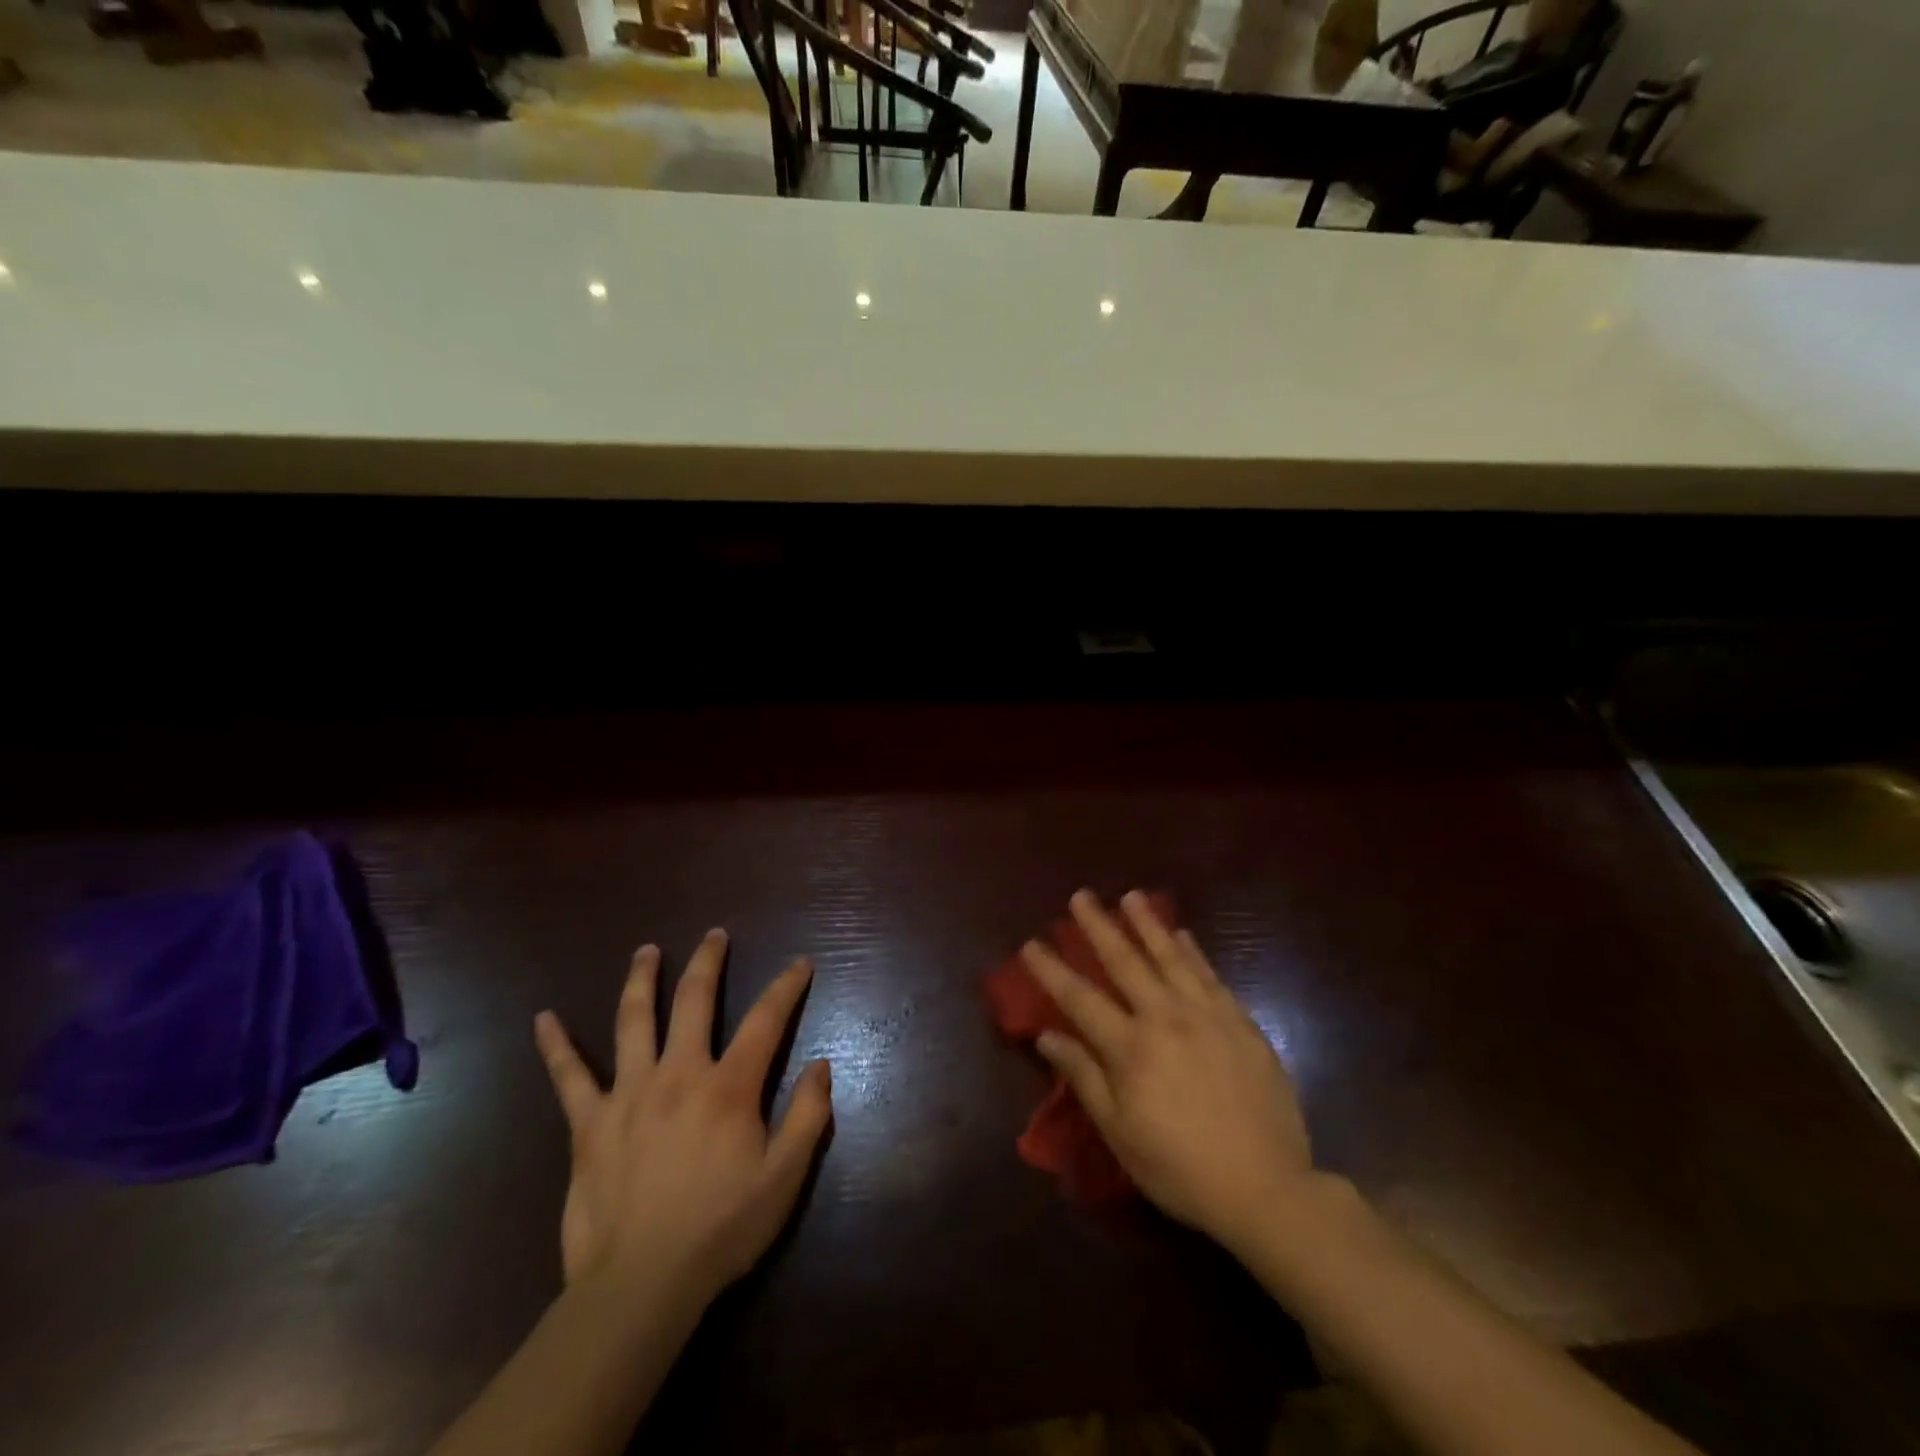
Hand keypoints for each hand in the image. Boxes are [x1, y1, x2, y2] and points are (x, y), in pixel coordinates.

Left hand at [533, 930, 832, 1300]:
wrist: (640, 1287)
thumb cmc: (721, 1230)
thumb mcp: (784, 1178)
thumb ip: (808, 1116)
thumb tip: (821, 1064)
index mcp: (728, 1087)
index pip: (766, 1020)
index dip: (786, 987)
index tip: (800, 963)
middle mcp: (679, 1074)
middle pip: (695, 1000)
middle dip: (709, 962)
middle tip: (714, 934)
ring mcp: (629, 1094)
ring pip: (634, 1020)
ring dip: (642, 979)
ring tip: (647, 950)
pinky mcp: (589, 1124)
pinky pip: (569, 1077)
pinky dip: (556, 1046)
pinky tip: (543, 1018)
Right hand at [1023, 890, 1315, 1252]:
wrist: (1267, 1188)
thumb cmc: (1180, 1168)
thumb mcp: (1120, 1132)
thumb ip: (1084, 1077)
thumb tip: (1047, 1036)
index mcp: (1131, 1048)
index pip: (1080, 998)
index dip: (1052, 970)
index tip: (1030, 943)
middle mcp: (1166, 1018)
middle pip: (1125, 962)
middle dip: (1099, 926)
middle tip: (1081, 896)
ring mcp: (1207, 1015)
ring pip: (1171, 956)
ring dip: (1147, 923)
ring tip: (1131, 896)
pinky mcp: (1240, 1023)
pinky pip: (1210, 975)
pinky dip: (1193, 951)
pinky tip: (1182, 934)